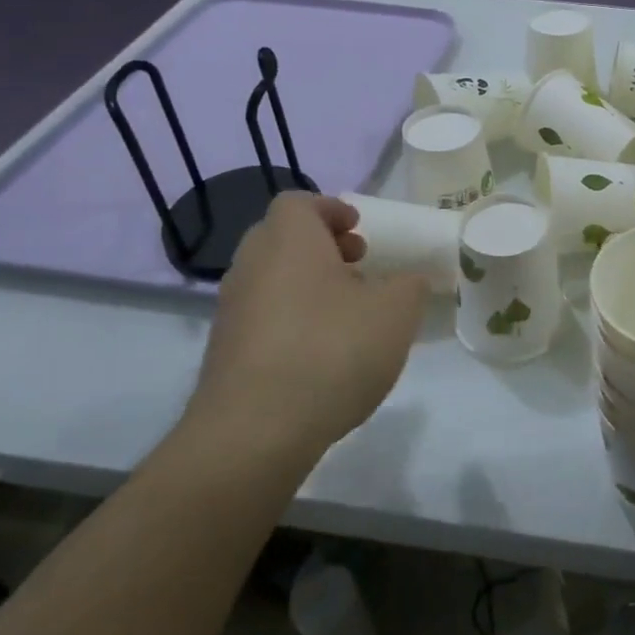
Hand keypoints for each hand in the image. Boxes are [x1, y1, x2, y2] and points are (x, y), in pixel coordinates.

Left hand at [185, 194, 427, 459]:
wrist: (255, 431)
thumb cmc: (332, 350)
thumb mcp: (396, 311)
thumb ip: (409, 285)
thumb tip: (406, 281)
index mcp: (288, 240)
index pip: (299, 202)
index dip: (332, 210)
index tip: (361, 230)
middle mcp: (251, 265)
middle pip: (283, 238)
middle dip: (322, 247)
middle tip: (359, 266)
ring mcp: (232, 310)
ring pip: (272, 278)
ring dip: (308, 284)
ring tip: (348, 313)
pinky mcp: (225, 352)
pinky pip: (264, 317)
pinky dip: (292, 319)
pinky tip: (323, 353)